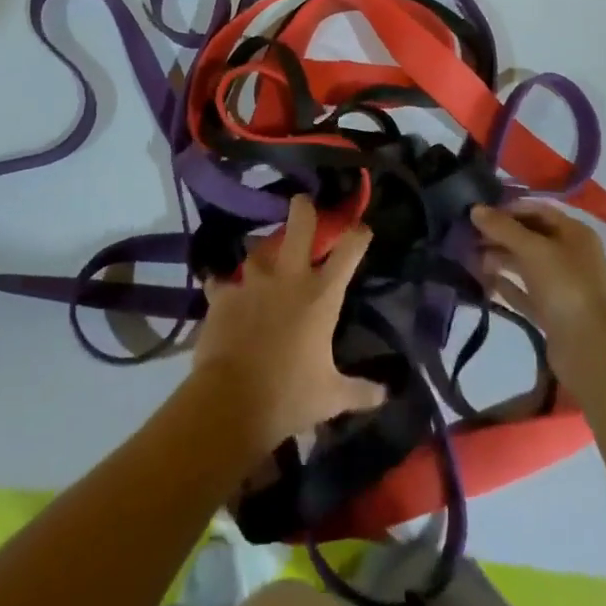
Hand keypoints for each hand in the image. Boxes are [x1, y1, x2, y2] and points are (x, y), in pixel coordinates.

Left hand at [192, 196, 385, 455]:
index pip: (348, 251)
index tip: (362, 230)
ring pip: (257, 249)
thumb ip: (360, 391)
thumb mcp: (331, 397)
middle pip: (299, 224)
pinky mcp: (223, 296)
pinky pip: (220, 282)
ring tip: (263, 258)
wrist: (233, 402)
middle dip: (304, 209)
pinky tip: (221, 289)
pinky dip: (222, 286)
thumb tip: (385, 394)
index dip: (358, 235)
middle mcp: (289, 278)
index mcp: (321, 295)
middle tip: (303, 203)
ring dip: (262, 252)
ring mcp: (253, 282)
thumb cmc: (290, 396)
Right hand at [472, 200, 605, 394]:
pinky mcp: (552, 312)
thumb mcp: (532, 249)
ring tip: (469, 258)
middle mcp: (570, 255)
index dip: (507, 209)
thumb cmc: (564, 286)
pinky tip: (484, 282)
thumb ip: (502, 227)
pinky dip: (506, 285)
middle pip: (529, 237)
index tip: (478, 214)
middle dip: (499, 235)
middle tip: (467, 237)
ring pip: (525, 265)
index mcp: (574, 233)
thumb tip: (474, 209)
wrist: (590, 349)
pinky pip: (525, 292)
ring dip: (499, 259)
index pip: (536, 211)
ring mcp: (562, 286)